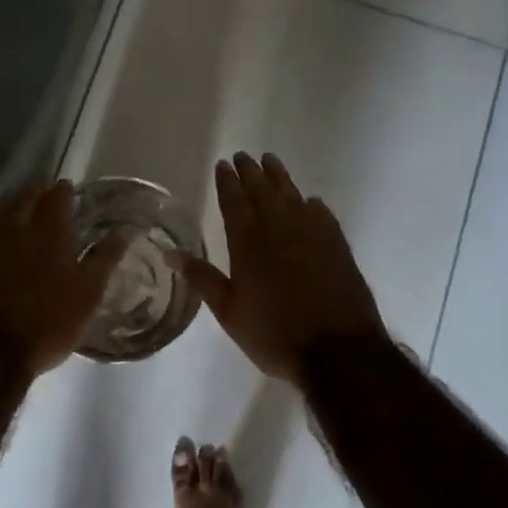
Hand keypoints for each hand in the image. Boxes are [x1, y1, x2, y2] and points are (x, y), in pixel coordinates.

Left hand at [0, 181, 128, 377]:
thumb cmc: (47, 322)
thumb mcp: (88, 293)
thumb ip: (105, 257)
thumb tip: (126, 228)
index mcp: (50, 230)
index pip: (57, 196)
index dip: (63, 190)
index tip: (69, 189)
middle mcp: (17, 227)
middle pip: (26, 198)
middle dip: (38, 193)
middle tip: (48, 196)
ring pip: (3, 211)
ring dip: (16, 206)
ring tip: (26, 212)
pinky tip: (2, 239)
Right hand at [170, 154, 386, 383]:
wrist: (338, 351)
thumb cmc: (275, 335)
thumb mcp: (229, 312)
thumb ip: (202, 278)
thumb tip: (169, 253)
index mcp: (249, 245)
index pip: (234, 202)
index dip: (227, 182)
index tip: (223, 164)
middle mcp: (280, 230)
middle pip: (263, 191)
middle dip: (251, 172)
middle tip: (243, 156)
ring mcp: (312, 234)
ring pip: (292, 195)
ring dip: (279, 177)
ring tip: (271, 161)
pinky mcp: (337, 244)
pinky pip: (321, 213)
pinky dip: (310, 203)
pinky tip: (309, 200)